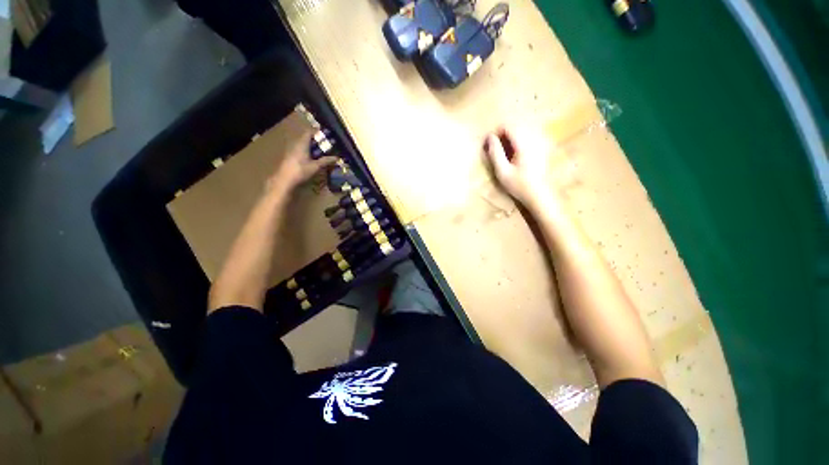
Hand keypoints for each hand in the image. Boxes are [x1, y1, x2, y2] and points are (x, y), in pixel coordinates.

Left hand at [267, 130, 335, 192]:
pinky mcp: (291, 158)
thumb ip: (326, 161)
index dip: (317, 132)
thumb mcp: (316, 166)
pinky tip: (313, 159)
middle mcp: (296, 145)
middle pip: (306, 139)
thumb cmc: (301, 171)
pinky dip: (308, 152)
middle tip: (326, 144)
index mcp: (302, 144)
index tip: (326, 133)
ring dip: (312, 147)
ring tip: (321, 152)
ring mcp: (292, 151)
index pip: (309, 132)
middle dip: (316, 140)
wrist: (285, 180)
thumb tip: (337, 158)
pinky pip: (301, 151)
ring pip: (303, 145)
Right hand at [483, 126, 552, 206]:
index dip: (497, 132)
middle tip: (496, 149)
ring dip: (511, 137)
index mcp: (524, 143)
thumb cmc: (519, 185)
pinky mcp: (543, 147)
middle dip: (504, 134)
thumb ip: (495, 153)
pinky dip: (519, 140)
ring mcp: (540, 142)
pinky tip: (516, 154)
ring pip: (523, 130)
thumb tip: (489, 137)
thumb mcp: (502, 171)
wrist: (539, 195)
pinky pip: (529, 136)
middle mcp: (534, 138)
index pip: (508, 126)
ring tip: (505, 152)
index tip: (490, 144)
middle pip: (516, 126)